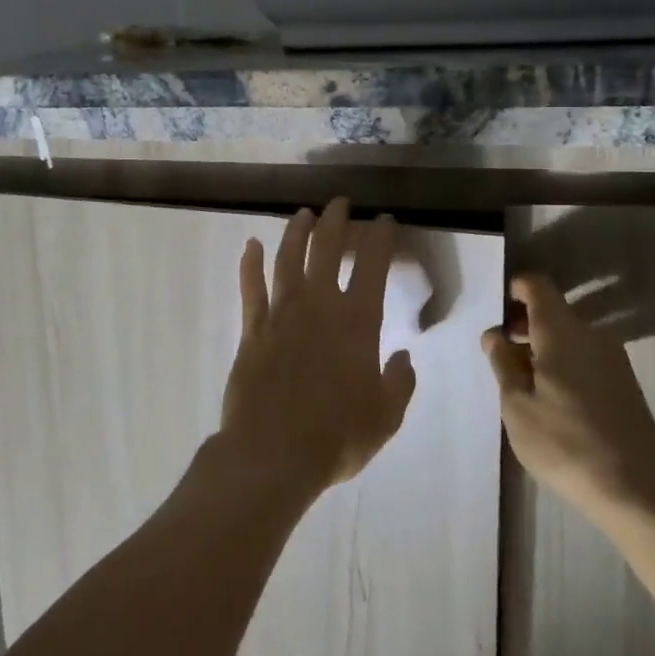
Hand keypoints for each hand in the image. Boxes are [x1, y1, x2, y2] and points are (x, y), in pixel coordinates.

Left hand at [218, 199, 416, 499]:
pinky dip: (251, 263)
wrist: (273, 452)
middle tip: (339, 203)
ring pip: (288, 259)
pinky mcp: (252, 329)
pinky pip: (251, 287)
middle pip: (326, 250)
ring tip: (303, 214)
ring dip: (296, 232)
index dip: (380, 237)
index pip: (372, 266)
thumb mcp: (385, 416)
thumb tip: (403, 356)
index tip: (384, 219)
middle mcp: (318, 306)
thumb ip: (399, 382)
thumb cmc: (337, 436)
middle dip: (335, 221)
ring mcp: (281, 314)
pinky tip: (251, 245)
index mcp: (357, 322)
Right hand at [481, 274, 654, 521]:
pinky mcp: (624, 384)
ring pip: (568, 334)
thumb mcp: (516, 405)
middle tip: (497, 350)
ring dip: (541, 344)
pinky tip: (548, 396)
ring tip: (518, 378)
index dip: (513, 290)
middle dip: (522, 322)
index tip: (495, 312)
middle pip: (553, 310)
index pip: (537, 286)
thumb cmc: (565, 443)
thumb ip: (502, 363)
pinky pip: (584, 355)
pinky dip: (561, 361)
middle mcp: (591, 335)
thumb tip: (496, 335)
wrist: (638, 492)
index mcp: (561, 332)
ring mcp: (613, 359)